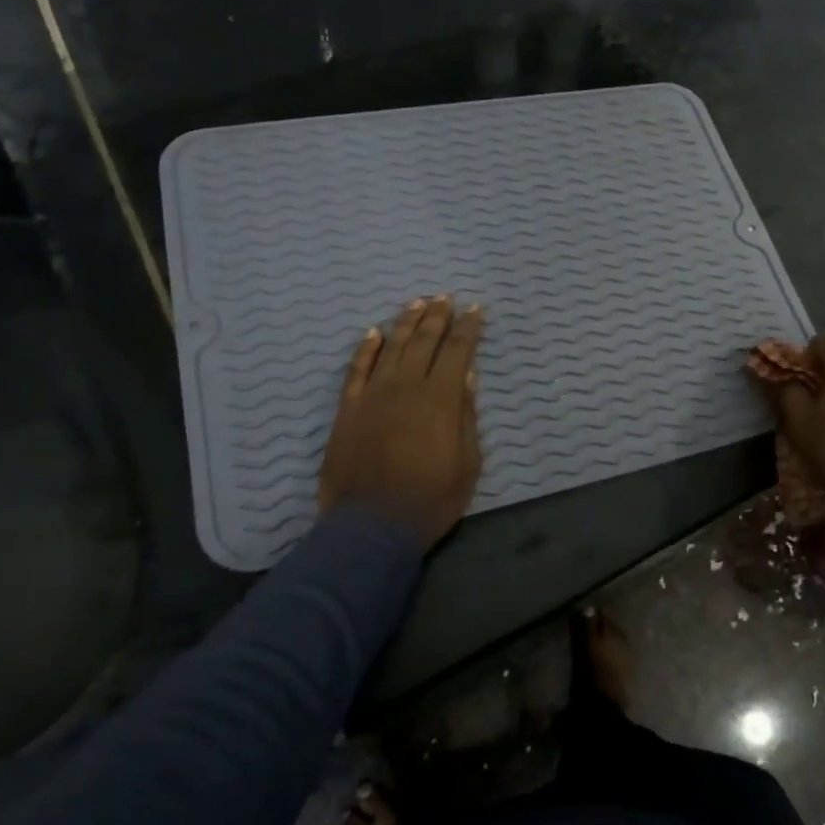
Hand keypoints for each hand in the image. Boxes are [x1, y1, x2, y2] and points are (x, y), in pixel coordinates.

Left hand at [318, 296, 483, 551]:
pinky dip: (366, 349)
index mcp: (441, 398)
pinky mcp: (348, 409)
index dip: (468, 328)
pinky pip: (356, 369)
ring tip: (417, 304)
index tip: (475, 309)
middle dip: (438, 317)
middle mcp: (406, 386)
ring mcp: (373, 395)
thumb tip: (467, 376)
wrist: (371, 527)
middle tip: (446, 297)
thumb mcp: (468, 463)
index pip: (458, 351)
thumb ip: (466, 416)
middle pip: (424, 341)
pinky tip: (373, 333)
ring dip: (406, 323)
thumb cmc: (431, 499)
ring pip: (391, 347)